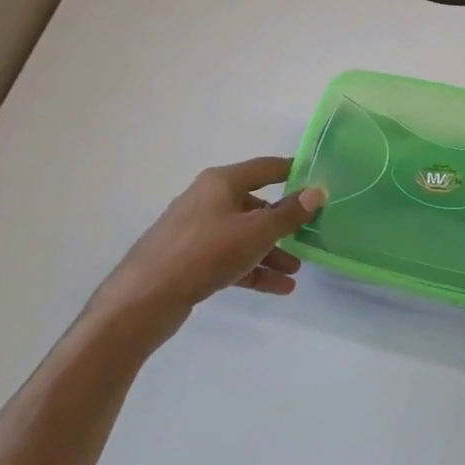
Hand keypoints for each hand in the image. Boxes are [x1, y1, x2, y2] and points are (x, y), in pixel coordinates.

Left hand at [81, 157, 325, 357]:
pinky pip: (230, 258)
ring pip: (243, 236)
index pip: (264, 168)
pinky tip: (278, 288)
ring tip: (295, 272)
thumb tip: (317, 191)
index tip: (316, 180)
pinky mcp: (190, 259)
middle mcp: (207, 200)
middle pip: (255, 205)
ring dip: (271, 252)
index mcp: (221, 182)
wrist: (146, 297)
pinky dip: (252, 269)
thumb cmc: (206, 252)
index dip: (292, 171)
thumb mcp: (256, 232)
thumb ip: (289, 213)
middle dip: (283, 224)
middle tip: (309, 237)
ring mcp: (196, 231)